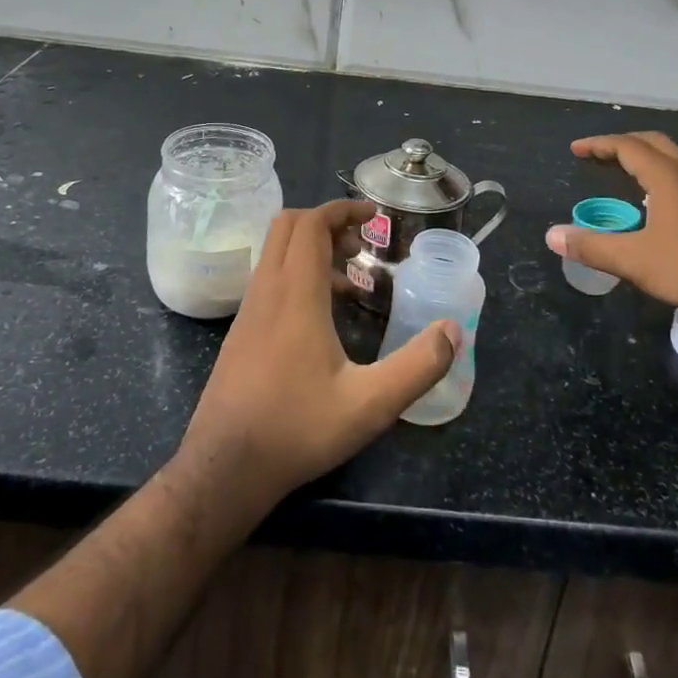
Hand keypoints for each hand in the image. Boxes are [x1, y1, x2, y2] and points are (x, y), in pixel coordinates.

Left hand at [179, 200, 459, 511]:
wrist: (224, 468)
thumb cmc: (297, 429)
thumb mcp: (370, 405)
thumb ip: (416, 367)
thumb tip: (453, 331)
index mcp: (295, 293)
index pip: (311, 223)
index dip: (342, 209)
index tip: (374, 215)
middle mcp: (267, 290)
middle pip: (288, 226)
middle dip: (327, 222)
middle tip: (362, 244)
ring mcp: (249, 310)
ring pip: (276, 252)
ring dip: (312, 249)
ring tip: (351, 280)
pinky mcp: (241, 330)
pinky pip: (270, 279)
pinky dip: (297, 274)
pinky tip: (323, 317)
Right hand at [545, 133, 677, 314]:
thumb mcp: (633, 260)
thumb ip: (591, 246)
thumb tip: (552, 236)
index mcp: (666, 175)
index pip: (626, 146)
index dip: (598, 145)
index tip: (576, 150)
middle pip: (653, 142)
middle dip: (623, 144)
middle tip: (600, 155)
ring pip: (676, 155)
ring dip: (649, 155)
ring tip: (630, 170)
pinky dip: (668, 171)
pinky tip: (664, 197)